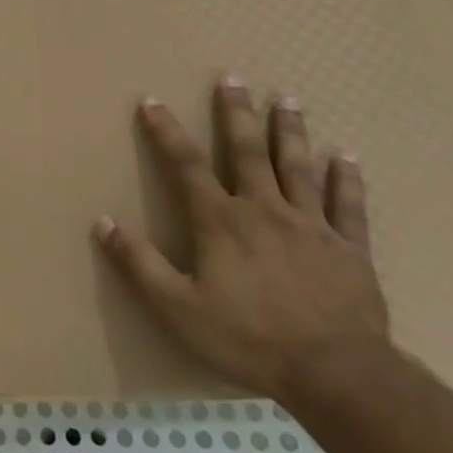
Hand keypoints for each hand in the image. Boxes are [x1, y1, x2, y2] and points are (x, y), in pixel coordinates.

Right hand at [97, 76, 390, 399]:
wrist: (338, 375)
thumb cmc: (249, 338)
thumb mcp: (177, 308)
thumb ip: (139, 264)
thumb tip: (102, 222)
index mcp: (220, 221)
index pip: (185, 165)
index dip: (166, 131)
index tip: (152, 100)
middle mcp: (264, 210)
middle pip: (247, 151)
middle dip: (236, 113)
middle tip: (232, 78)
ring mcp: (311, 226)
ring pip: (297, 167)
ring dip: (290, 131)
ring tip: (287, 98)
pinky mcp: (349, 249)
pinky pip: (348, 206)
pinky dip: (346, 179)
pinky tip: (346, 156)